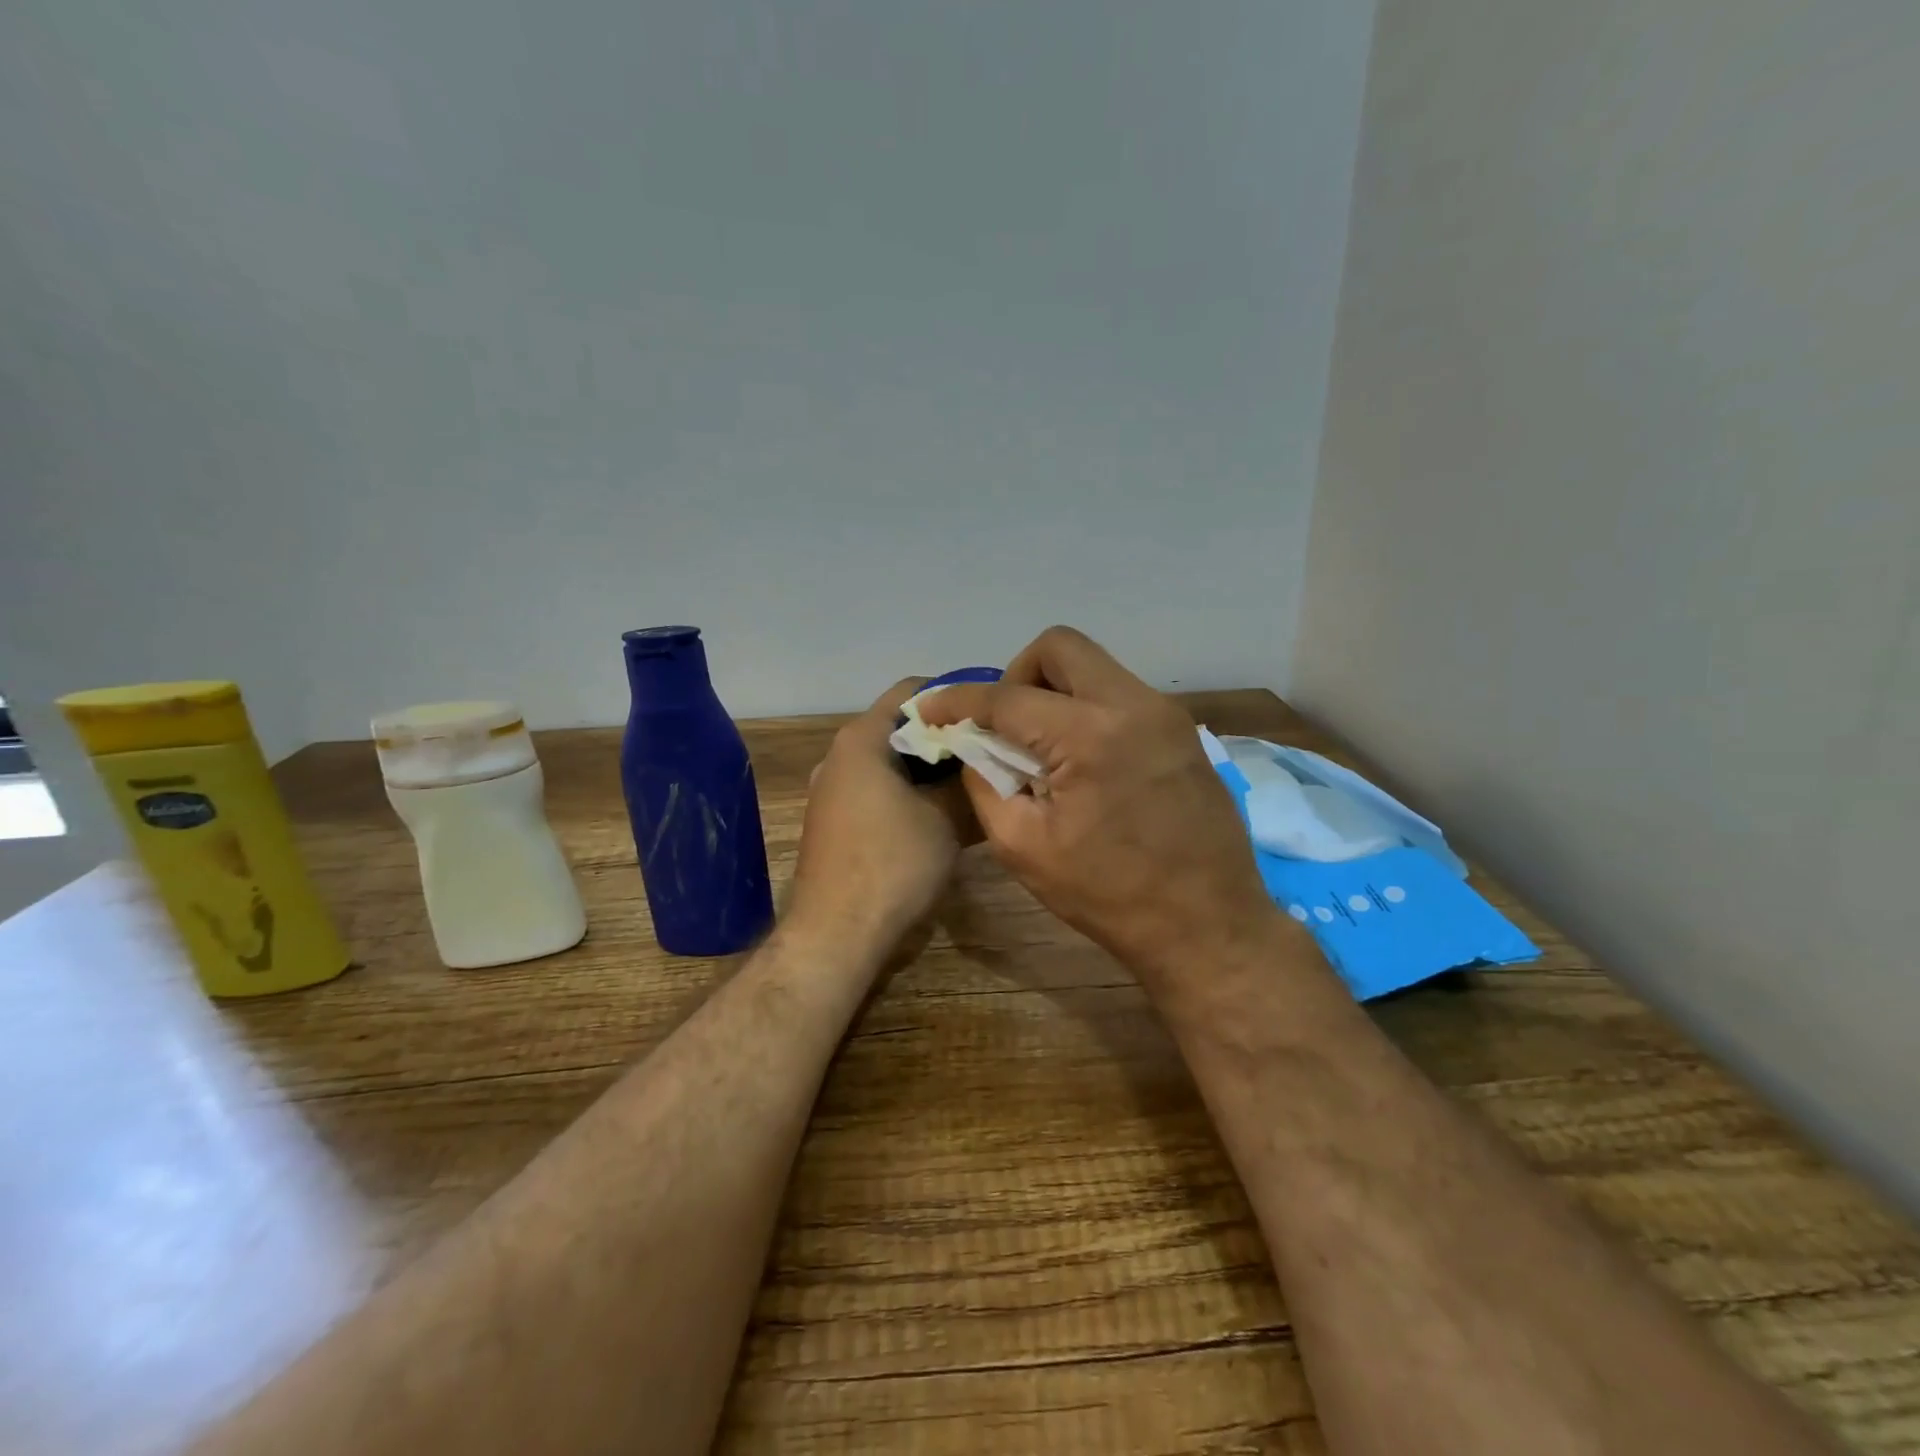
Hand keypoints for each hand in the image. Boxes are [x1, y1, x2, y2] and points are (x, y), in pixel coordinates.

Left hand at [788, 678, 976, 954]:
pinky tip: (941, 813)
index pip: (912, 691)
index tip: (990, 715)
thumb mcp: (945, 818)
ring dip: (929, 770)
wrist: (836, 934)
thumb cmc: (893, 864)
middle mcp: (839, 755)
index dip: (955, 697)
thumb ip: (966, 781)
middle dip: (945, 738)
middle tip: (990, 751)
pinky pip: (878, 790)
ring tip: (973, 782)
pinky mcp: (833, 821)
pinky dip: (909, 793)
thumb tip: (987, 763)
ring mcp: (832, 790)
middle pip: (900, 727)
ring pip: (891, 762)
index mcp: (861, 739)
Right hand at [918, 628, 1284, 989]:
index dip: (959, 701)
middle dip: (1016, 674)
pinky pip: (1121, 694)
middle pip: (1059, 647)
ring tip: (1042, 746)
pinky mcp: (1183, 730)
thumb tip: (973, 748)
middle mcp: (1132, 704)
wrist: (1208, 925)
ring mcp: (1165, 713)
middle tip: (1003, 724)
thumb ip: (985, 784)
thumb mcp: (1024, 848)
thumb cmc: (1109, 896)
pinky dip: (1087, 709)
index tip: (930, 709)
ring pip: (1094, 666)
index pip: (1007, 697)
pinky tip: (1082, 759)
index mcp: (1089, 735)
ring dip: (1055, 691)